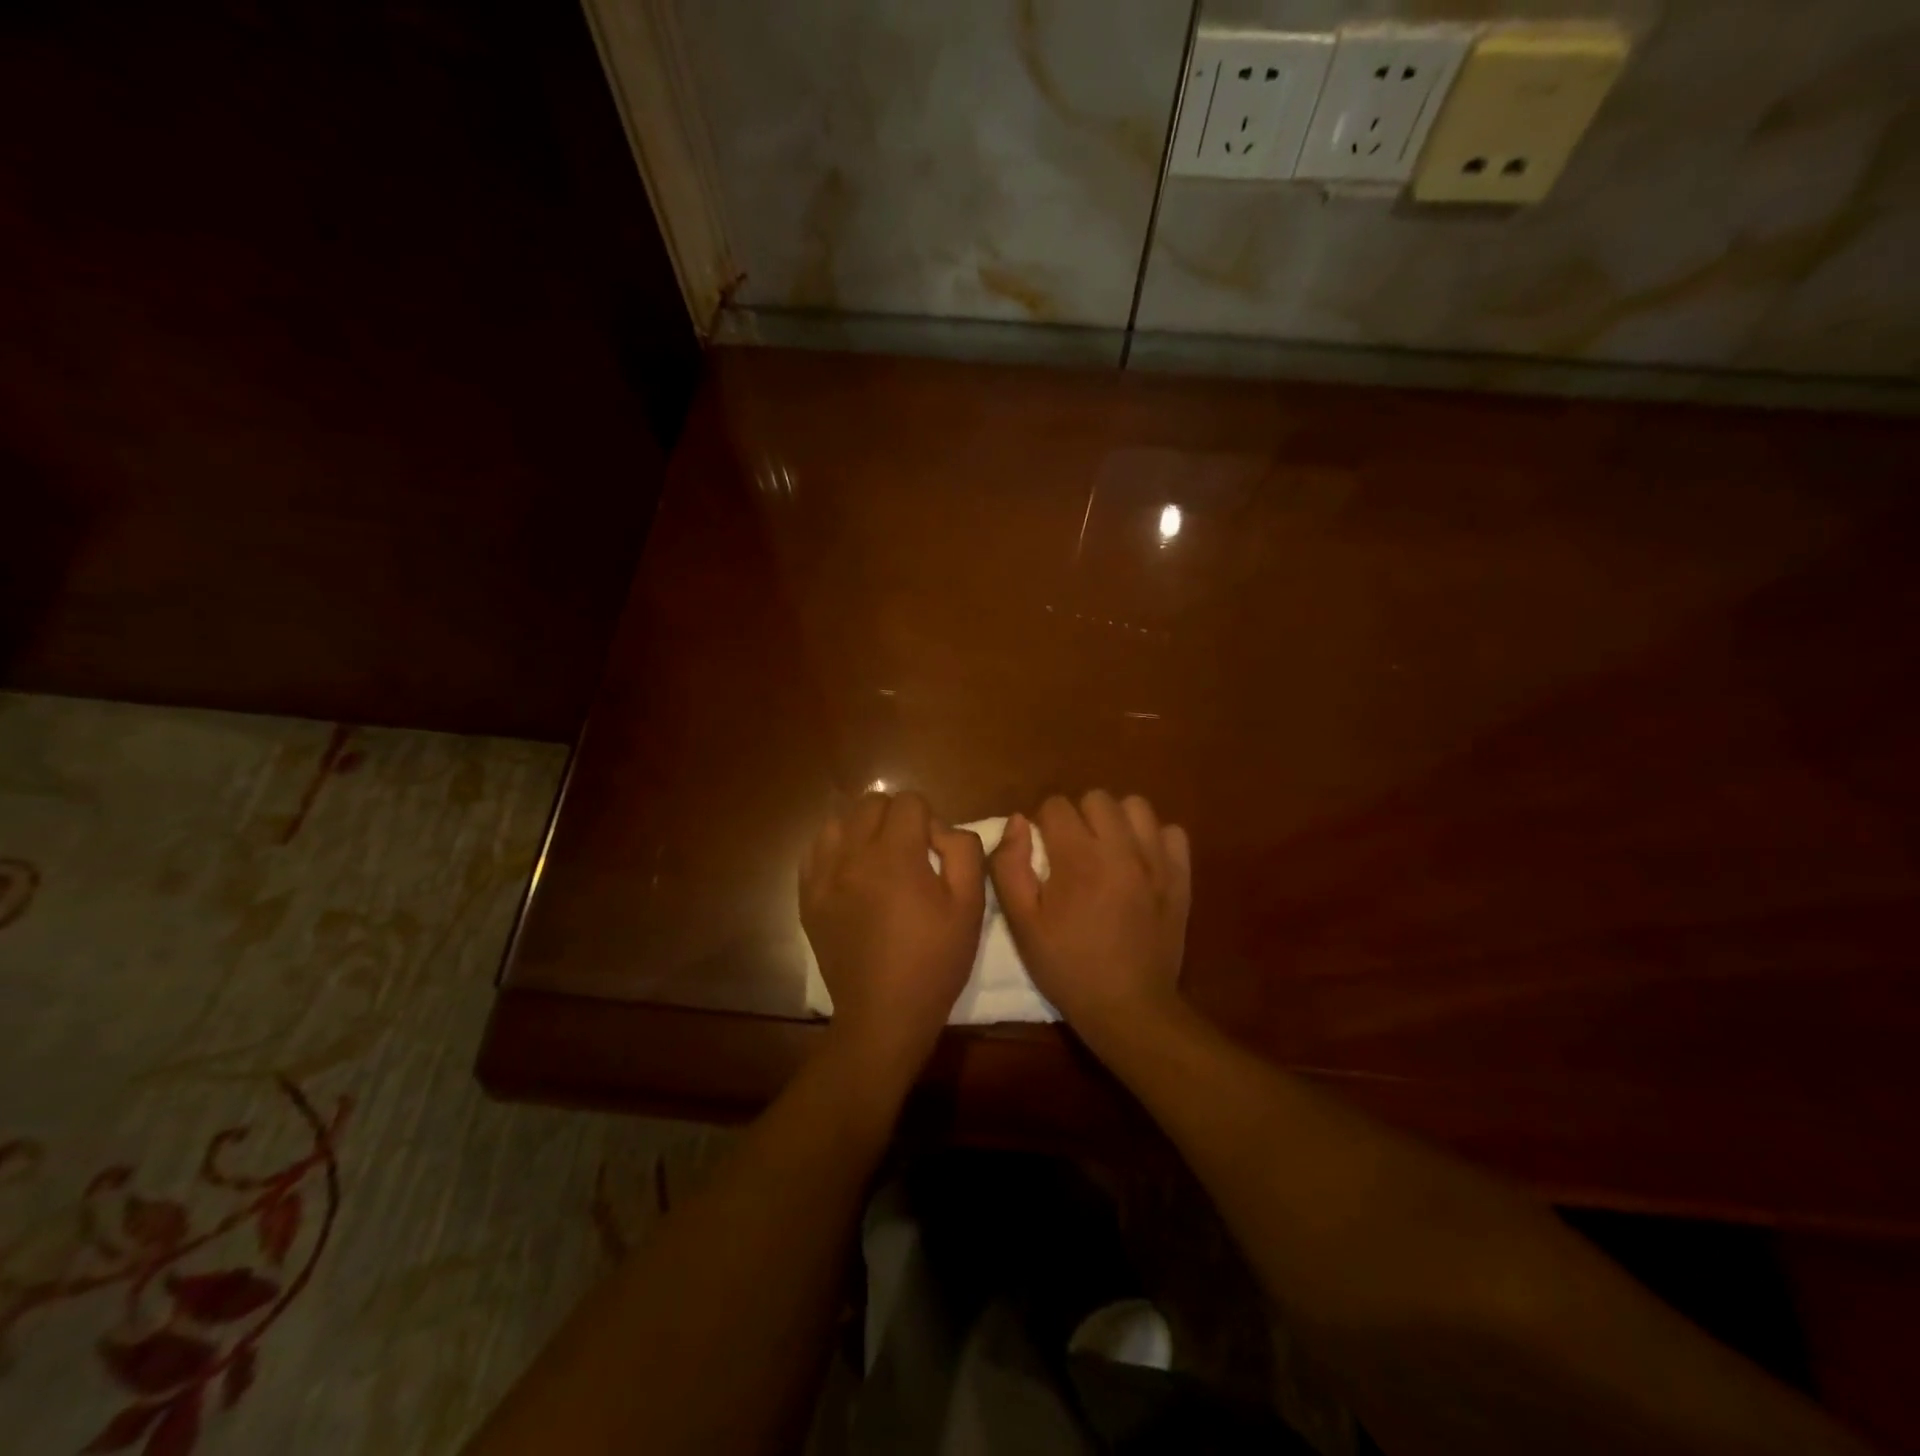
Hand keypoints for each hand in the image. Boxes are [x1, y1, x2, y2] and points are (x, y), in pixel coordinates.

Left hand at [801, 791, 985, 1088]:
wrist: (884, 1014)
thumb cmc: (934, 961)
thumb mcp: (970, 906)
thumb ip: (964, 851)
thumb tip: (943, 829)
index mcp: (896, 856)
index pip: (908, 801)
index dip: (929, 819)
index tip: (935, 853)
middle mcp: (853, 856)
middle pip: (871, 803)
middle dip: (896, 817)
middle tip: (911, 853)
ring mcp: (824, 876)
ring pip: (840, 821)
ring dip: (863, 829)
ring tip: (878, 860)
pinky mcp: (808, 897)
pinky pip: (815, 850)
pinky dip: (836, 850)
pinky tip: (851, 873)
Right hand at [990, 791, 1190, 1050]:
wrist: (1128, 1007)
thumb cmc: (1067, 966)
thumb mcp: (1022, 923)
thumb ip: (1010, 866)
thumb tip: (1019, 822)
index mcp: (1078, 858)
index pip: (1056, 805)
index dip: (1043, 825)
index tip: (1043, 854)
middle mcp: (1121, 848)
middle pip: (1096, 798)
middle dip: (1078, 817)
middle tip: (1072, 852)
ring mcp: (1157, 860)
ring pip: (1136, 806)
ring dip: (1117, 821)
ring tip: (1107, 850)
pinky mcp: (1181, 876)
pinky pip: (1172, 832)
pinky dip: (1154, 839)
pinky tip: (1140, 862)